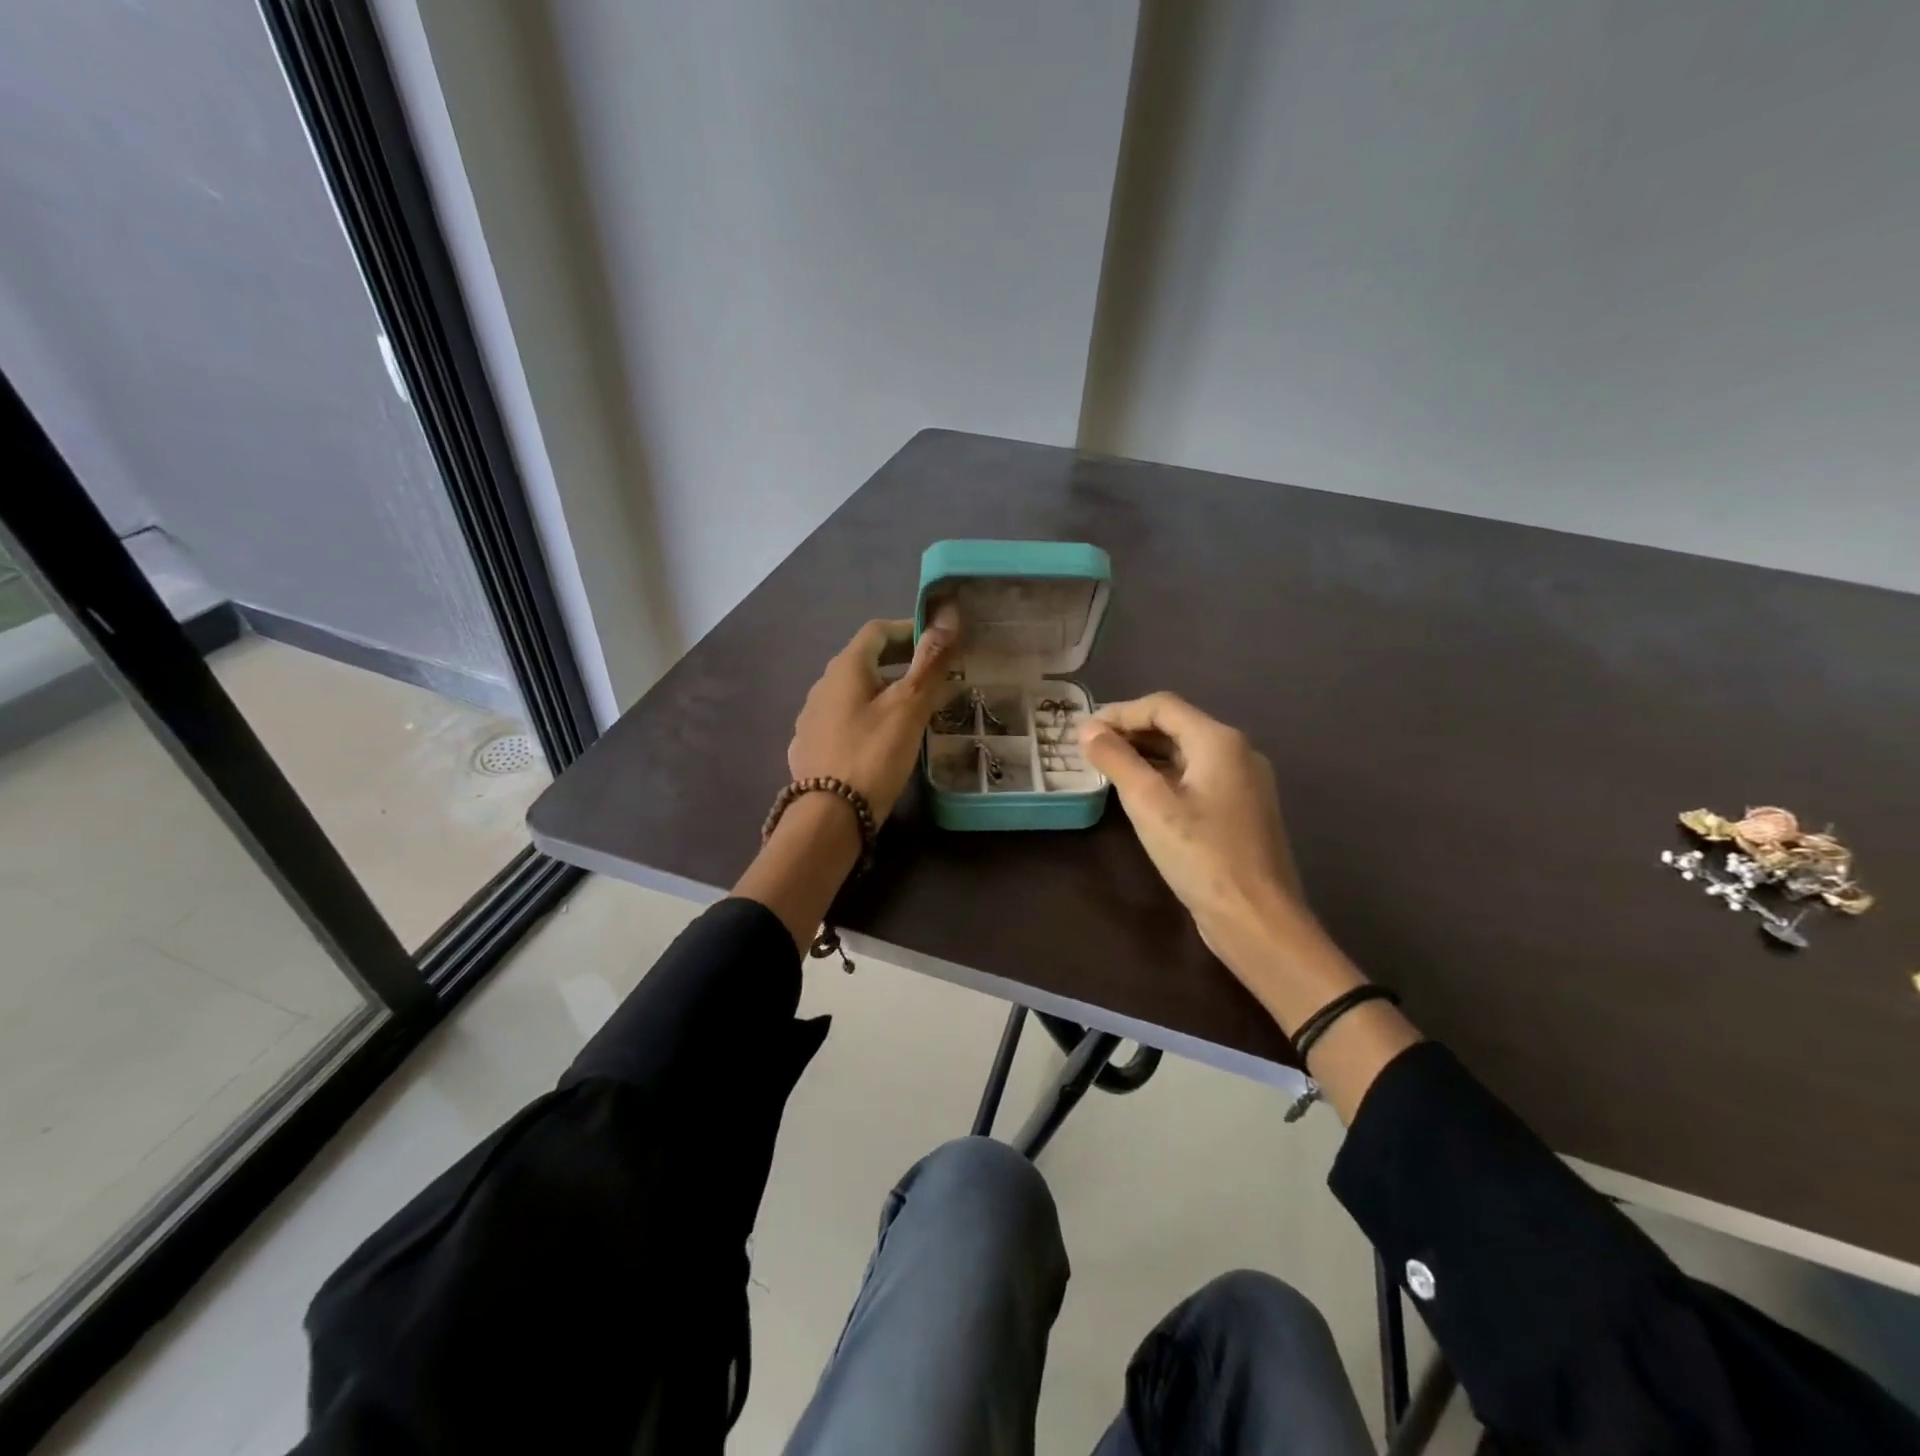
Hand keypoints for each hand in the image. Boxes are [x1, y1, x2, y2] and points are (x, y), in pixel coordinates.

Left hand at [787, 610, 958, 821]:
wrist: (830, 815)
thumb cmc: (874, 753)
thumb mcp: (910, 706)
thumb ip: (930, 662)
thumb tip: (948, 616)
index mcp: (846, 667)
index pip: (877, 630)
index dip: (908, 629)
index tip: (938, 644)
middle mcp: (822, 685)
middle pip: (864, 660)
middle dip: (899, 662)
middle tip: (932, 677)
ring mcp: (812, 717)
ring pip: (853, 692)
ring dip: (883, 691)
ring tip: (912, 711)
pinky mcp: (810, 746)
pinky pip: (843, 720)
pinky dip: (866, 718)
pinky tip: (880, 740)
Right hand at [1079, 693, 1330, 991]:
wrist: (1257, 920)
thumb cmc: (1201, 856)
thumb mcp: (1149, 804)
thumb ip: (1116, 760)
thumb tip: (1087, 729)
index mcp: (1220, 741)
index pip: (1162, 706)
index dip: (1119, 713)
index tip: (1084, 731)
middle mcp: (1238, 752)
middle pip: (1177, 726)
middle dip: (1131, 732)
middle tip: (1090, 750)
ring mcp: (1244, 783)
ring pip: (1187, 754)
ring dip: (1146, 755)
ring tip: (1108, 770)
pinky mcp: (1242, 811)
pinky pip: (1198, 779)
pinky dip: (1166, 777)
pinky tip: (1141, 796)